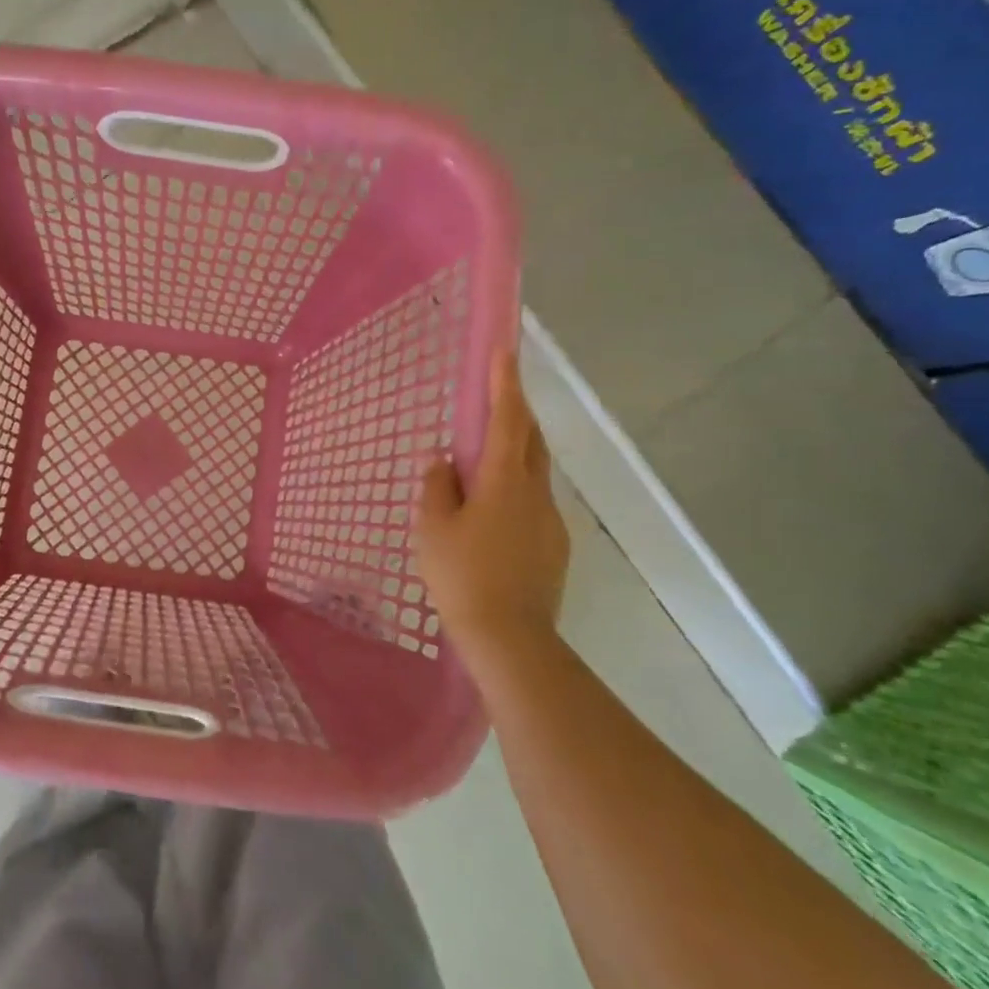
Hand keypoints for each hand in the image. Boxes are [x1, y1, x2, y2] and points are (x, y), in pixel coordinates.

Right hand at [415, 346, 569, 673]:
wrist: (510, 638)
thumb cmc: (462, 575)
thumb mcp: (433, 527)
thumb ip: (437, 486)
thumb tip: (443, 461)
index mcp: (504, 481)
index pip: (508, 419)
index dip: (505, 383)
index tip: (504, 350)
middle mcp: (536, 492)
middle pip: (531, 440)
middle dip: (516, 413)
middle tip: (495, 399)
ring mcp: (550, 521)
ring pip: (534, 472)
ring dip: (515, 454)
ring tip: (483, 463)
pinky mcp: (554, 546)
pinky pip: (534, 502)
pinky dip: (515, 489)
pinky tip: (492, 514)